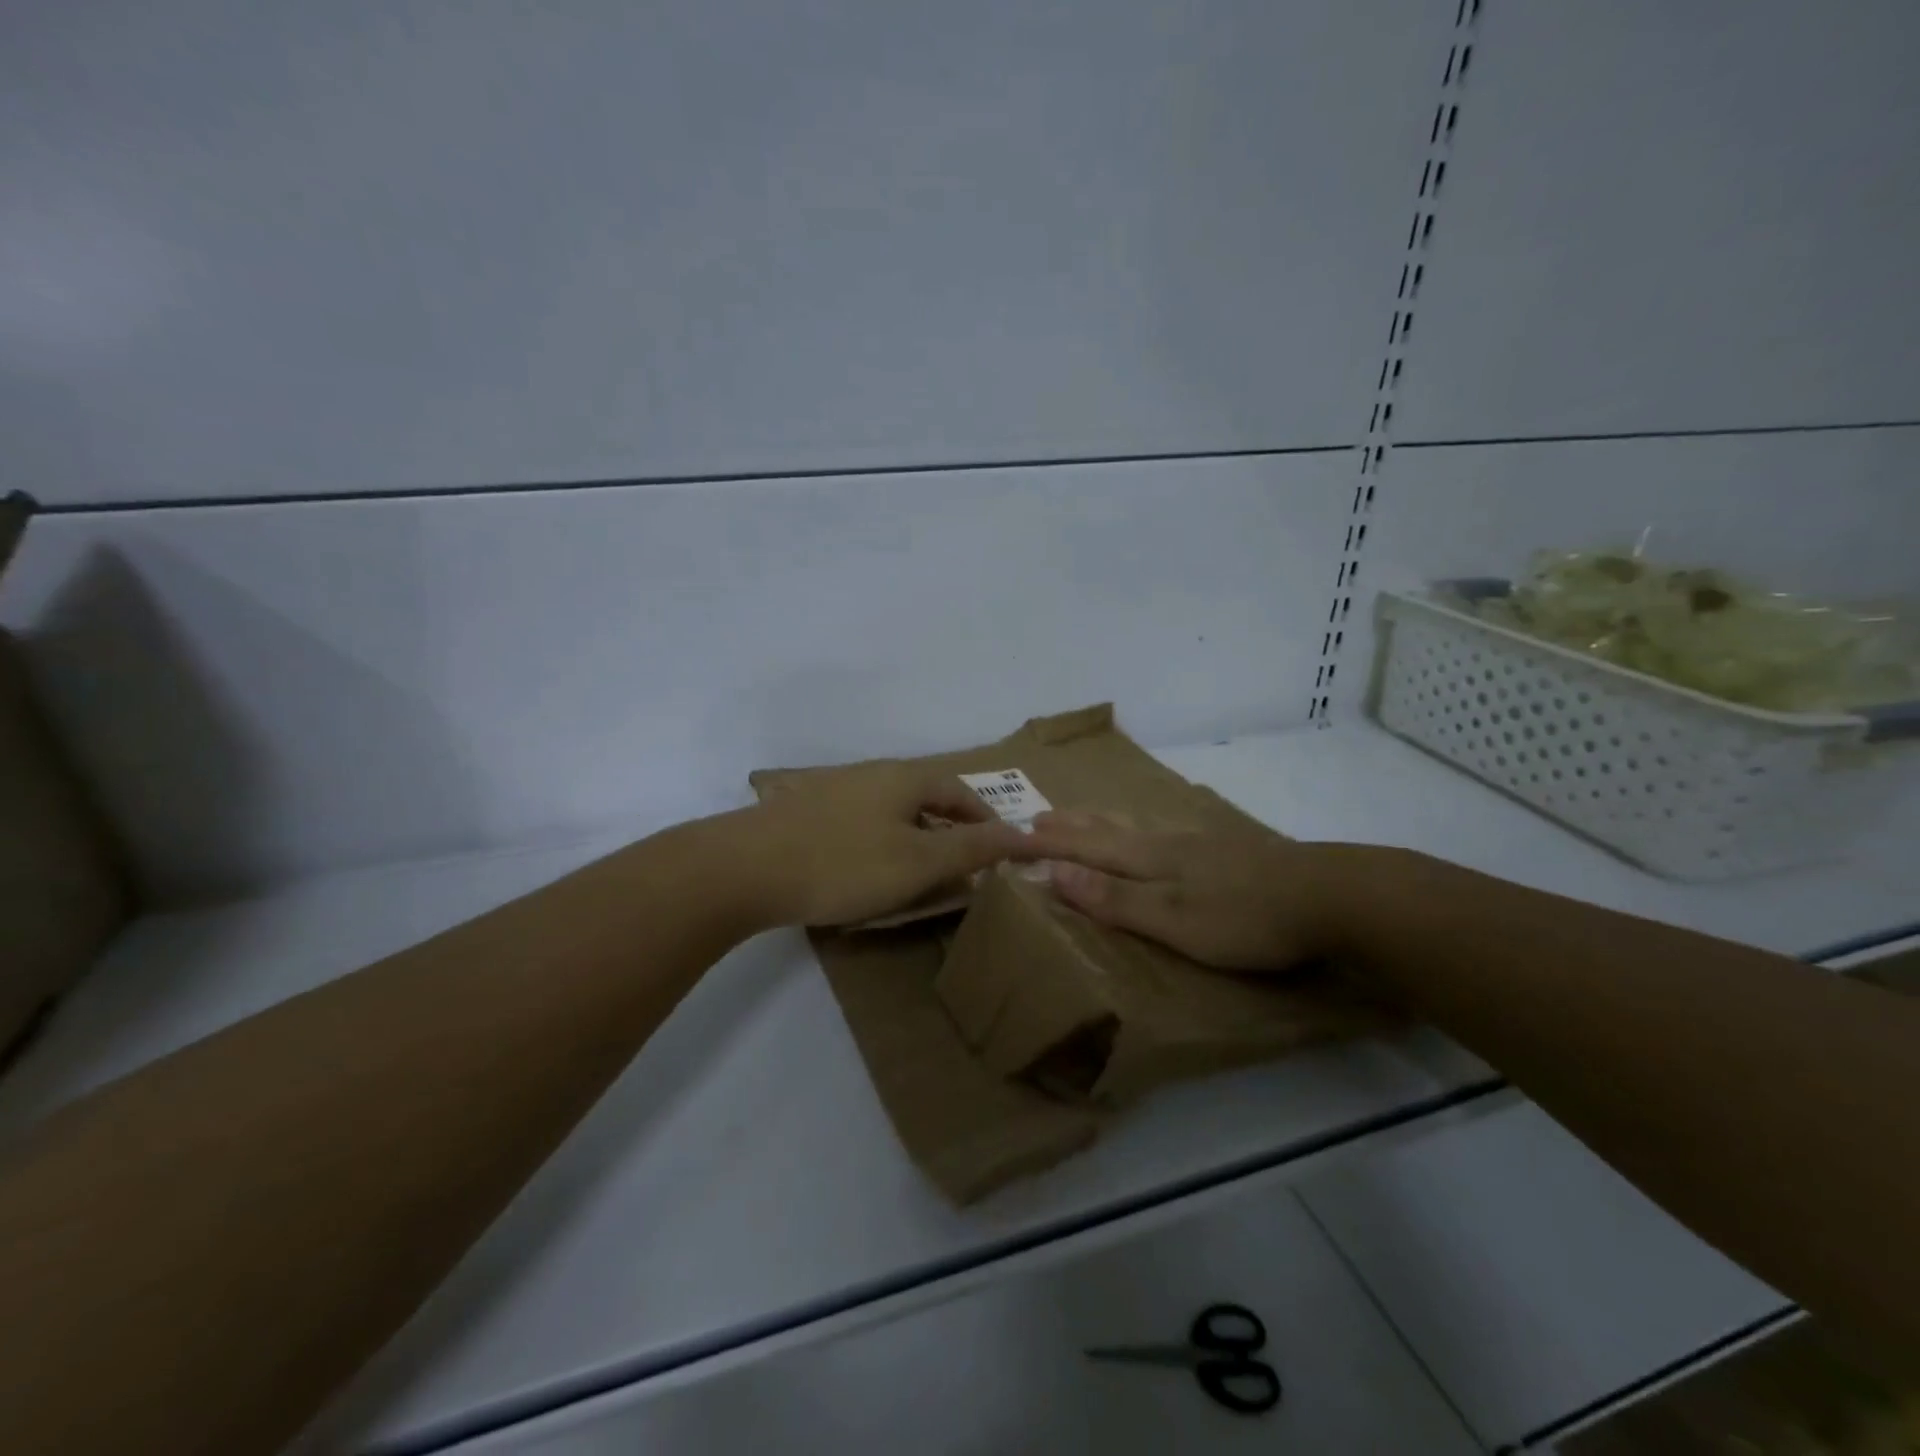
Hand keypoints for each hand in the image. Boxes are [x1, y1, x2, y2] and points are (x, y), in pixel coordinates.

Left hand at [728, 763, 1030, 928]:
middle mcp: (873, 773)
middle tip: (965, 866)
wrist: (744, 868)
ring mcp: (836, 789)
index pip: (962, 792)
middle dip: (952, 828)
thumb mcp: (918, 862)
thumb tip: (1022, 834)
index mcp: (905, 777)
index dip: (987, 821)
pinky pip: (863, 823)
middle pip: (927, 796)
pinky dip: (883, 843)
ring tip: (921, 872)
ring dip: (917, 836)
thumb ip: (971, 848)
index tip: (1002, 852)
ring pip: (893, 810)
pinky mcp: (807, 811)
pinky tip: (869, 869)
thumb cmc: (843, 864)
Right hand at [1021, 809, 1343, 971]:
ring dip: (1104, 823)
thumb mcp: (1173, 918)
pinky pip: (1167, 835)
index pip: (1087, 847)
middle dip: (1072, 825)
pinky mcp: (1230, 853)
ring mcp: (1202, 845)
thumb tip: (1053, 871)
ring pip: (1140, 829)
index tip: (1014, 832)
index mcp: (1150, 859)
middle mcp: (1169, 844)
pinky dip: (1142, 832)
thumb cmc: (1244, 916)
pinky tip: (1160, 836)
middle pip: (1110, 830)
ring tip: (1088, 818)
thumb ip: (1115, 898)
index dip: (1051, 843)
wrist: (1330, 896)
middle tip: (1040, 815)